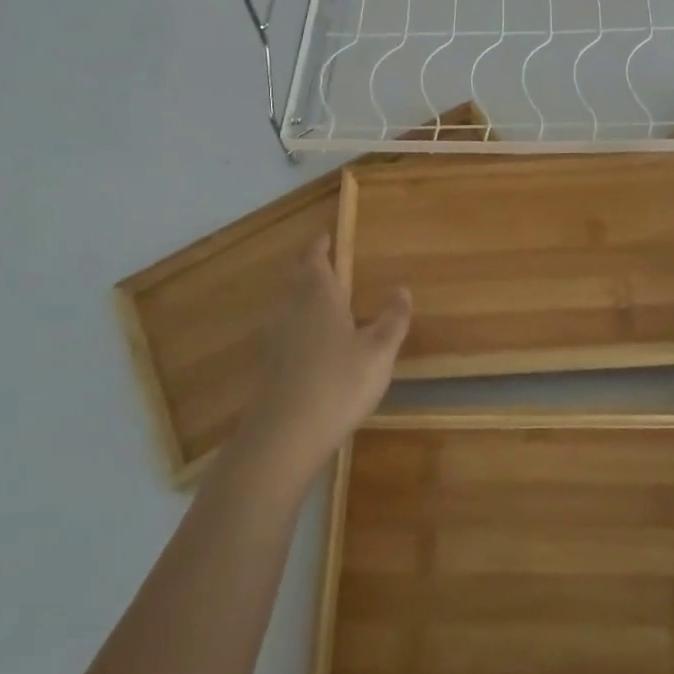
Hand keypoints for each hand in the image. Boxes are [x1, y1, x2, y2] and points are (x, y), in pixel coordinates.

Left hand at [235, 235, 410, 486]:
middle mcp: (293, 310)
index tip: (325, 236)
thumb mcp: (378, 352)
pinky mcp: (271, 366)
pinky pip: (286, 330)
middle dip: (309, 267)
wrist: (284, 437)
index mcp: (318, 297)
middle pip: (297, 279)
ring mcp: (277, 339)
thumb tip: (402, 289)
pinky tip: (311, 343)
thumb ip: (392, 320)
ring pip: (289, 304)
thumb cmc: (337, 384)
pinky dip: (299, 324)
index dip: (319, 246)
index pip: (314, 259)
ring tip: (322, 298)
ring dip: (302, 295)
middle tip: (323, 260)